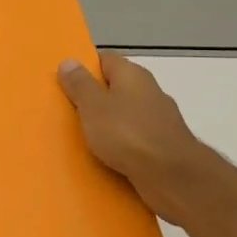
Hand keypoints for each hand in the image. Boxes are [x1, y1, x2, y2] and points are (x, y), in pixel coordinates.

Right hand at [58, 53, 226, 226]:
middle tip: (67, 110)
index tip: (65, 81)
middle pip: (116, 87)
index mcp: (133, 75)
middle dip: (94, 98)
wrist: (172, 176)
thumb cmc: (127, 134)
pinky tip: (106, 156)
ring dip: (107, 123)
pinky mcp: (163, 145)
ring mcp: (159, 119)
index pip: (105, 60)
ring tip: (83, 136)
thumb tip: (69, 61)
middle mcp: (149, 91)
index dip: (85, 67)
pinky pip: (134, 139)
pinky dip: (121, 145)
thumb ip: (80, 85)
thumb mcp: (93, 106)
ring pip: (125, 115)